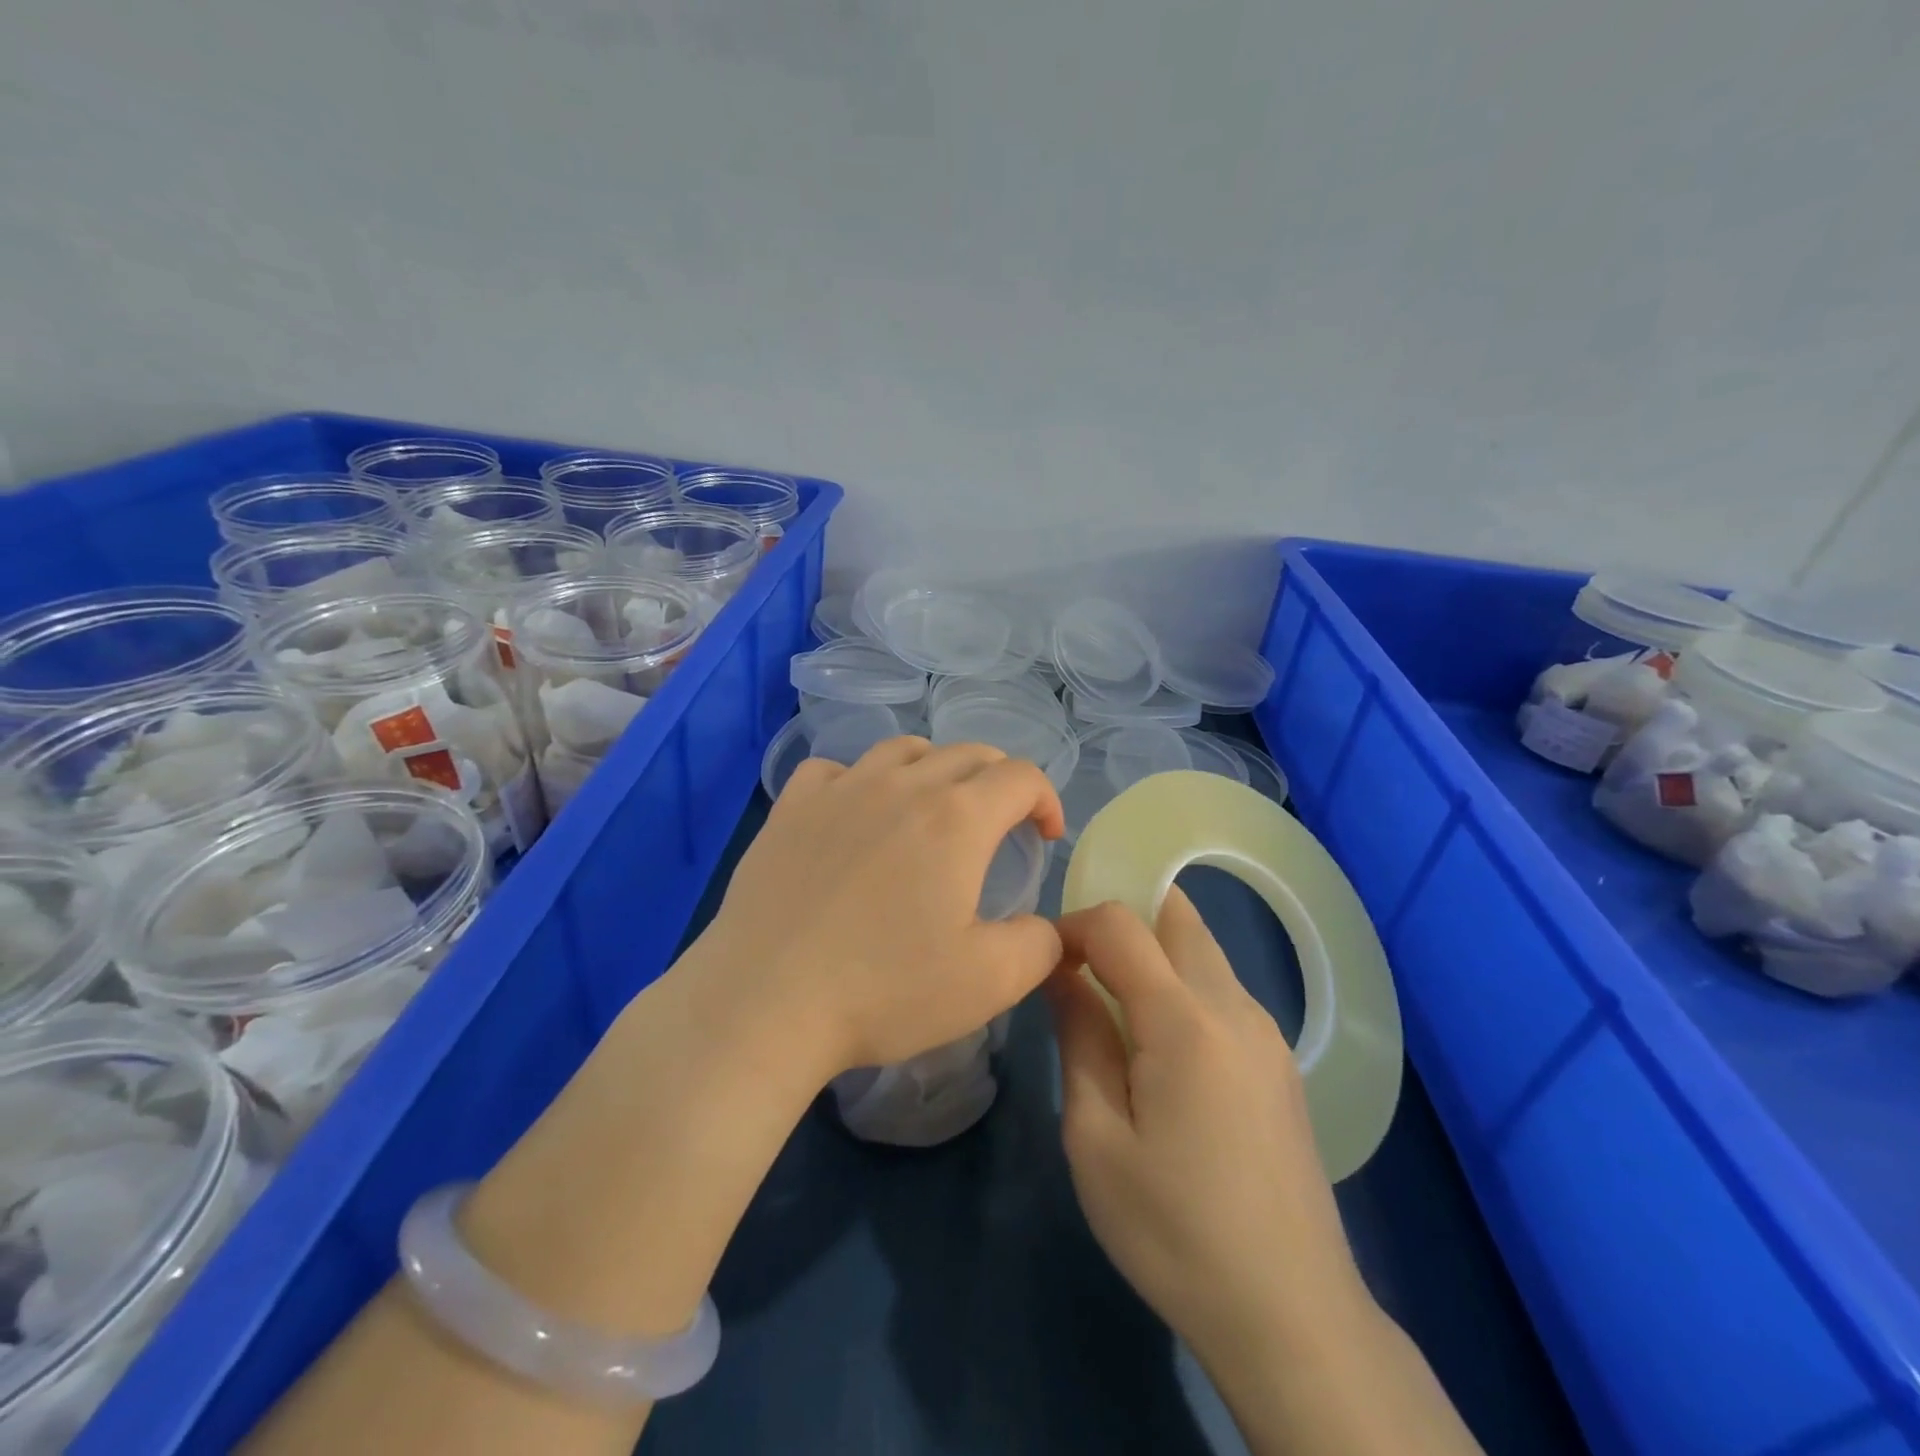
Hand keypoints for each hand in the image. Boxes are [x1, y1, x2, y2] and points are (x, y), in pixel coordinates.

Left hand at [697, 736, 1064, 1078]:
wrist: (766, 1002)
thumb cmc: (884, 990)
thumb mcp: (990, 982)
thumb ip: (1040, 945)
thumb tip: (1046, 926)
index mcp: (957, 818)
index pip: (1021, 776)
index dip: (1045, 799)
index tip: (1043, 837)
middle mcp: (902, 785)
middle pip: (967, 753)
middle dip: (998, 780)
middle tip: (1000, 823)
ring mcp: (841, 789)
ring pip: (903, 749)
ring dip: (935, 768)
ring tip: (934, 808)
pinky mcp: (792, 806)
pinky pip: (835, 769)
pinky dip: (860, 780)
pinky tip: (855, 813)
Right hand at [1048, 889, 1371, 1362]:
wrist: (1291, 1315)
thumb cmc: (1175, 1231)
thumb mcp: (1096, 1138)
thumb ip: (1078, 1037)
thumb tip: (1062, 972)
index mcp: (1186, 1020)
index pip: (1121, 923)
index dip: (1075, 925)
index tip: (1046, 962)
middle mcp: (1234, 1006)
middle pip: (1176, 914)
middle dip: (1123, 917)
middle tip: (1082, 967)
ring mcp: (1266, 1031)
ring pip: (1203, 949)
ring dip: (1153, 950)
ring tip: (1113, 1006)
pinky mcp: (1279, 1060)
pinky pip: (1222, 988)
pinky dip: (1181, 982)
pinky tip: (1160, 1047)